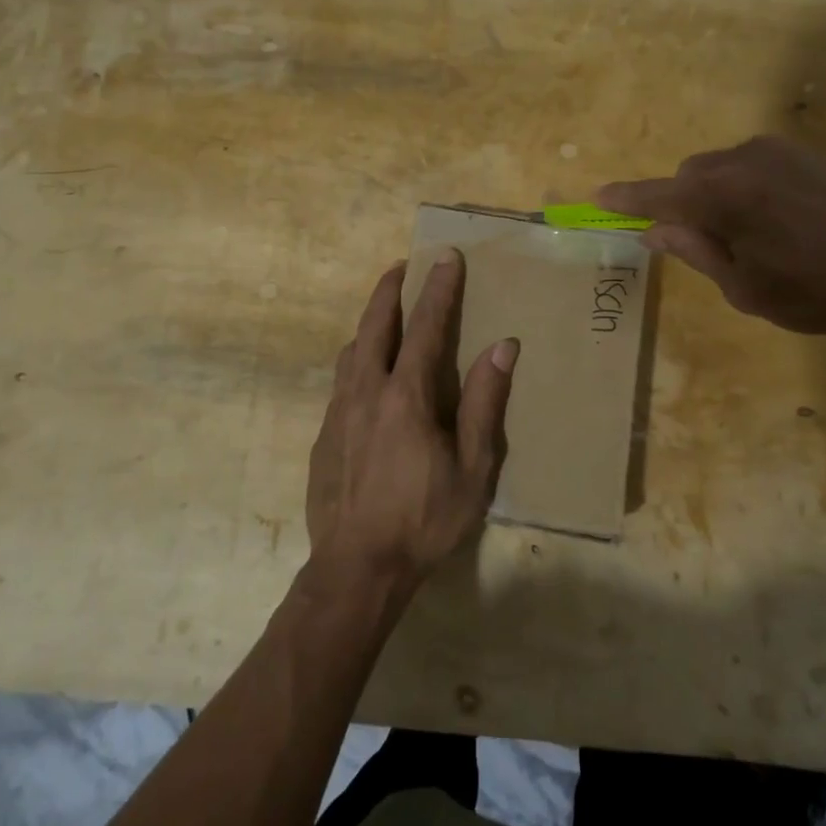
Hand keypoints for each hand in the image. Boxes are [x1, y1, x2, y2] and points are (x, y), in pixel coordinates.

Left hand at [305, 252, 517, 595]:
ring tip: (384, 314)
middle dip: (390, 290)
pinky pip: (341, 381)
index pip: (426, 327)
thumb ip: (485, 404)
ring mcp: (338, 412)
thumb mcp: (472, 468)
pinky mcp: (323, 435)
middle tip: (402, 266)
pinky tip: (365, 375)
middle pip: (375, 325)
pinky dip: (357, 359)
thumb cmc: (424, 519)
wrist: (357, 568)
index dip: (438, 289)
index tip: (445, 257)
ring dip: (369, 323)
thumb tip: (502, 346)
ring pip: (351, 350)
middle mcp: (366, 392)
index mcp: (406, 396)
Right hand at [598, 135, 825, 346]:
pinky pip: (755, 168)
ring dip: (718, 198)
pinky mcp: (808, 156)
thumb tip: (655, 231)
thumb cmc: (817, 291)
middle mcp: (743, 159)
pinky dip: (747, 192)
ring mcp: (780, 152)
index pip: (657, 195)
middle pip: (690, 177)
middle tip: (703, 248)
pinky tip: (781, 226)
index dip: (626, 200)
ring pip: (723, 171)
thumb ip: (694, 252)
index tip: (597, 198)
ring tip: (753, 243)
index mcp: (719, 194)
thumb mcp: (744, 287)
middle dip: (684, 206)